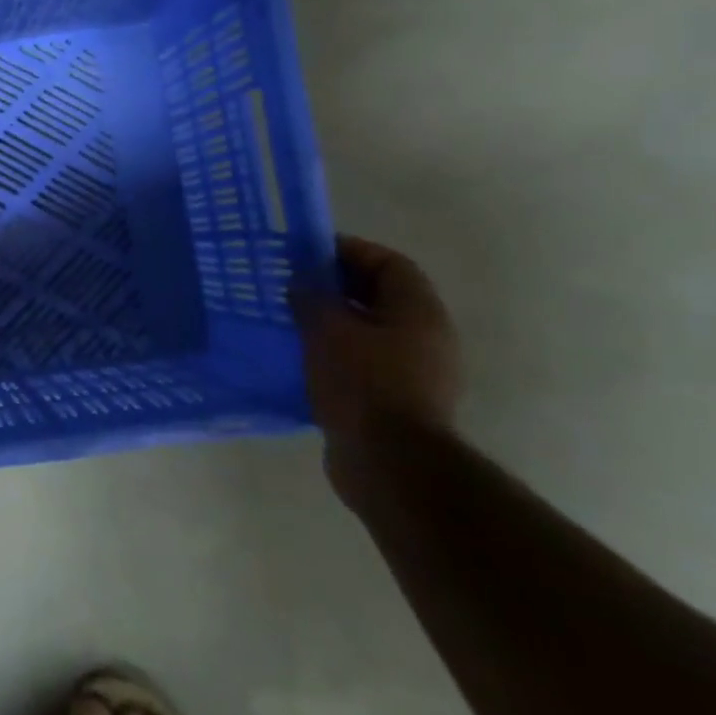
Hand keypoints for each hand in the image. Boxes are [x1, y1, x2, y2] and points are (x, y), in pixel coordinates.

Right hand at [294, 236, 462, 505]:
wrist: (389, 462)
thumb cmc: (363, 383)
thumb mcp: (328, 330)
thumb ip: (312, 298)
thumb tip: (301, 282)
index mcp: (418, 312)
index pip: (389, 263)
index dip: (350, 251)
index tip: (307, 253)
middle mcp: (425, 337)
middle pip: (380, 296)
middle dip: (336, 287)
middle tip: (293, 285)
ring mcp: (414, 372)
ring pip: (368, 331)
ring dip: (332, 322)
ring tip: (290, 320)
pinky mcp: (395, 400)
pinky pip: (362, 362)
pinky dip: (333, 353)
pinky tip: (301, 358)